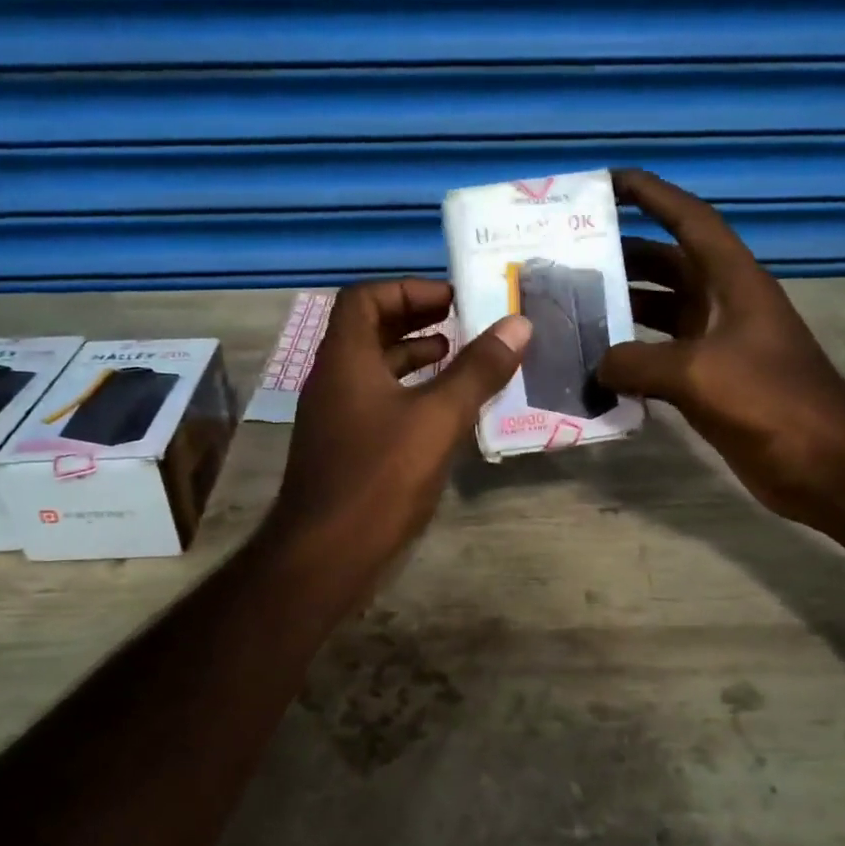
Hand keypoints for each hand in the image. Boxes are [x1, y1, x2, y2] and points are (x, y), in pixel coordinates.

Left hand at [267, 278, 529, 567]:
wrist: (326, 556)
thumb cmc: (379, 477)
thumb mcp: (438, 418)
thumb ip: (478, 370)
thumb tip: (518, 324)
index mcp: (345, 359)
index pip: (364, 298)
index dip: (408, 289)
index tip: (451, 299)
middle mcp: (333, 380)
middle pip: (370, 330)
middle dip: (416, 320)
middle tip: (463, 323)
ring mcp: (336, 418)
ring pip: (375, 370)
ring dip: (415, 358)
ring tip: (461, 360)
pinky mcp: (346, 450)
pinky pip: (379, 403)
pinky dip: (411, 395)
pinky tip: (445, 412)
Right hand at [596, 169, 844, 524]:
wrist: (821, 462)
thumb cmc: (768, 400)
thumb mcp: (697, 373)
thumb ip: (636, 363)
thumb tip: (596, 366)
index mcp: (733, 281)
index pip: (690, 220)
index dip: (652, 195)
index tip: (609, 182)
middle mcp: (725, 303)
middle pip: (669, 265)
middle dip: (624, 257)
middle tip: (572, 258)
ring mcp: (719, 344)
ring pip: (662, 312)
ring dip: (624, 309)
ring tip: (574, 310)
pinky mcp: (712, 382)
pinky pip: (662, 357)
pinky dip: (633, 358)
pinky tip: (598, 367)